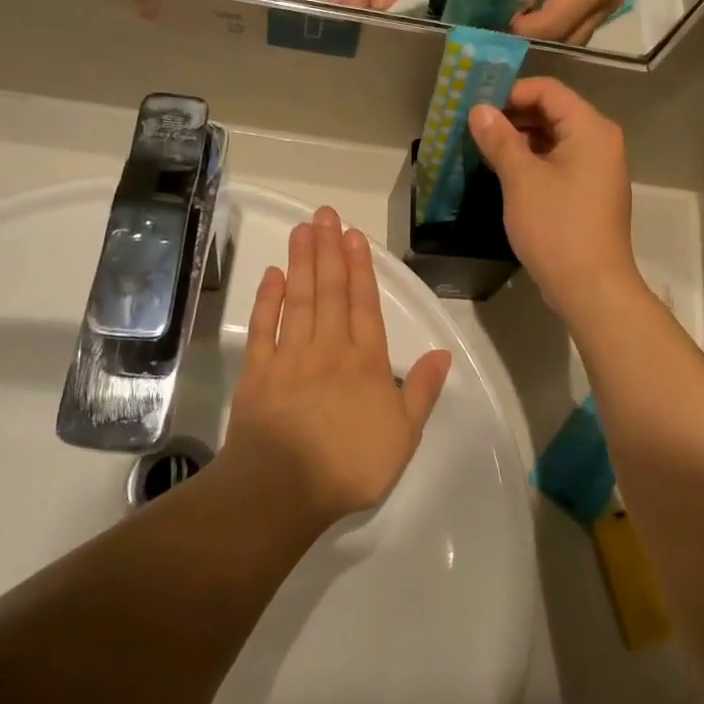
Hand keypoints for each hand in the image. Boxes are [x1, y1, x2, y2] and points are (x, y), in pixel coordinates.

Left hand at [225, 207, 451, 522]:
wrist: (283, 489)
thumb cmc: (350, 466)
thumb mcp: (404, 436)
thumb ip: (423, 391)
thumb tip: (444, 353)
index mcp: (366, 363)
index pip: (365, 305)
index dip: (361, 268)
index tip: (354, 236)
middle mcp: (329, 349)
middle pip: (331, 291)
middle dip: (329, 250)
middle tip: (324, 214)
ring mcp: (290, 357)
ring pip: (300, 300)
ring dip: (302, 263)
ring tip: (303, 230)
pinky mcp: (259, 372)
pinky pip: (265, 327)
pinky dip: (269, 299)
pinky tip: (273, 275)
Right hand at [467, 80, 641, 316]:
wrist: (591, 287)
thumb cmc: (557, 226)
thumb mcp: (521, 179)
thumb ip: (500, 139)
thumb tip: (479, 110)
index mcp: (590, 128)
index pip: (548, 90)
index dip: (510, 91)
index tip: (476, 105)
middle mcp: (600, 141)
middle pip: (553, 112)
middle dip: (513, 115)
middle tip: (473, 126)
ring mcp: (598, 169)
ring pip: (555, 139)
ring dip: (520, 139)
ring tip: (482, 147)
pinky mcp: (590, 193)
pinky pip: (560, 162)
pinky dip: (533, 161)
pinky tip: (504, 172)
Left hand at [496, 0, 627, 45]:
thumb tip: (496, 22)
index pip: (548, 28)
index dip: (517, 31)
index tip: (489, 25)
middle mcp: (607, 2)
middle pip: (562, 40)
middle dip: (529, 40)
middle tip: (497, 30)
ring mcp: (610, 4)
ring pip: (570, 38)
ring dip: (541, 36)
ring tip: (511, 25)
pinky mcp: (606, 1)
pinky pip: (576, 26)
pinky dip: (553, 26)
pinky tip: (530, 16)